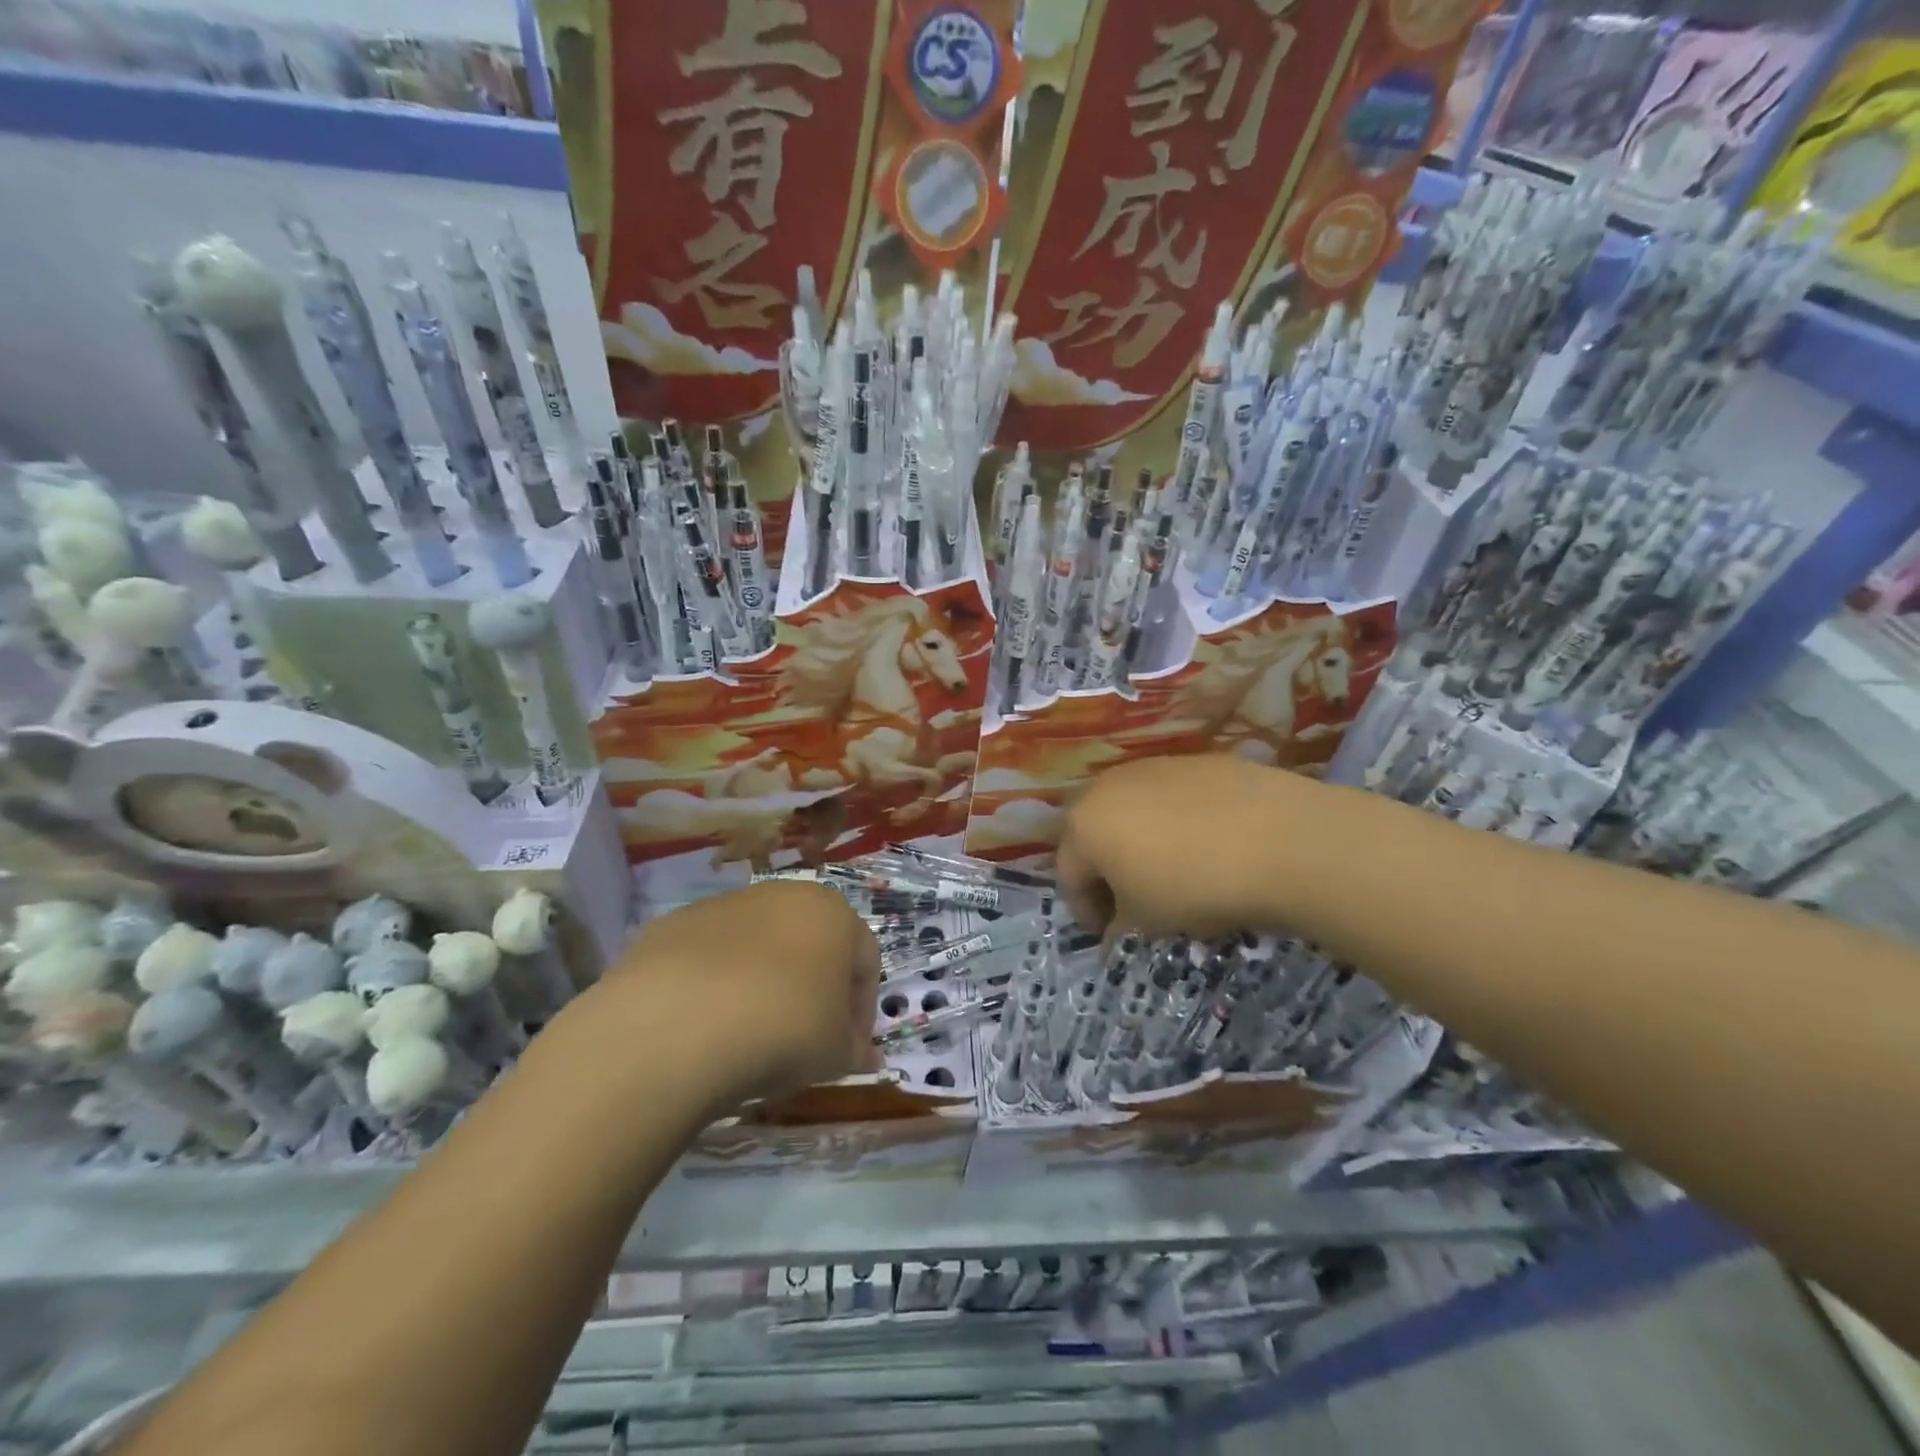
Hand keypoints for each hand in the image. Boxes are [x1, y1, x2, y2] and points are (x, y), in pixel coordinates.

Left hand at [610, 880, 880, 1108]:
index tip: (848, 1049)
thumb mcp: (834, 1053)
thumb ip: (854, 1050)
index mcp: (832, 913)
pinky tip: (704, 1026)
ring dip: (763, 984)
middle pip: (810, 945)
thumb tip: (864, 1057)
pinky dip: (714, 986)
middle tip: (805, 1041)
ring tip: (749, 1035)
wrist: (677, 1023)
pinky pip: (708, 958)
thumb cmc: (782, 1028)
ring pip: (757, 947)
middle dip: (813, 990)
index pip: (864, 960)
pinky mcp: (672, 925)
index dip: (861, 1009)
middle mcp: (781, 894)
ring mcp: (722, 906)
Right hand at [1057, 755, 1303, 939]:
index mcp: (1083, 826)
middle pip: (1093, 833)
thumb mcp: (1147, 922)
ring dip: (1136, 840)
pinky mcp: (1193, 761)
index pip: (1068, 875)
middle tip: (1128, 900)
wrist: (1277, 839)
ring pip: (1129, 809)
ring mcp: (1151, 767)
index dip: (1084, 909)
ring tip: (1166, 869)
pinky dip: (1173, 821)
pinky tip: (1203, 844)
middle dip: (1104, 868)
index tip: (1105, 933)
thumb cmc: (1193, 886)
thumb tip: (1115, 932)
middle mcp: (1106, 787)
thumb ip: (1119, 927)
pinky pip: (1169, 797)